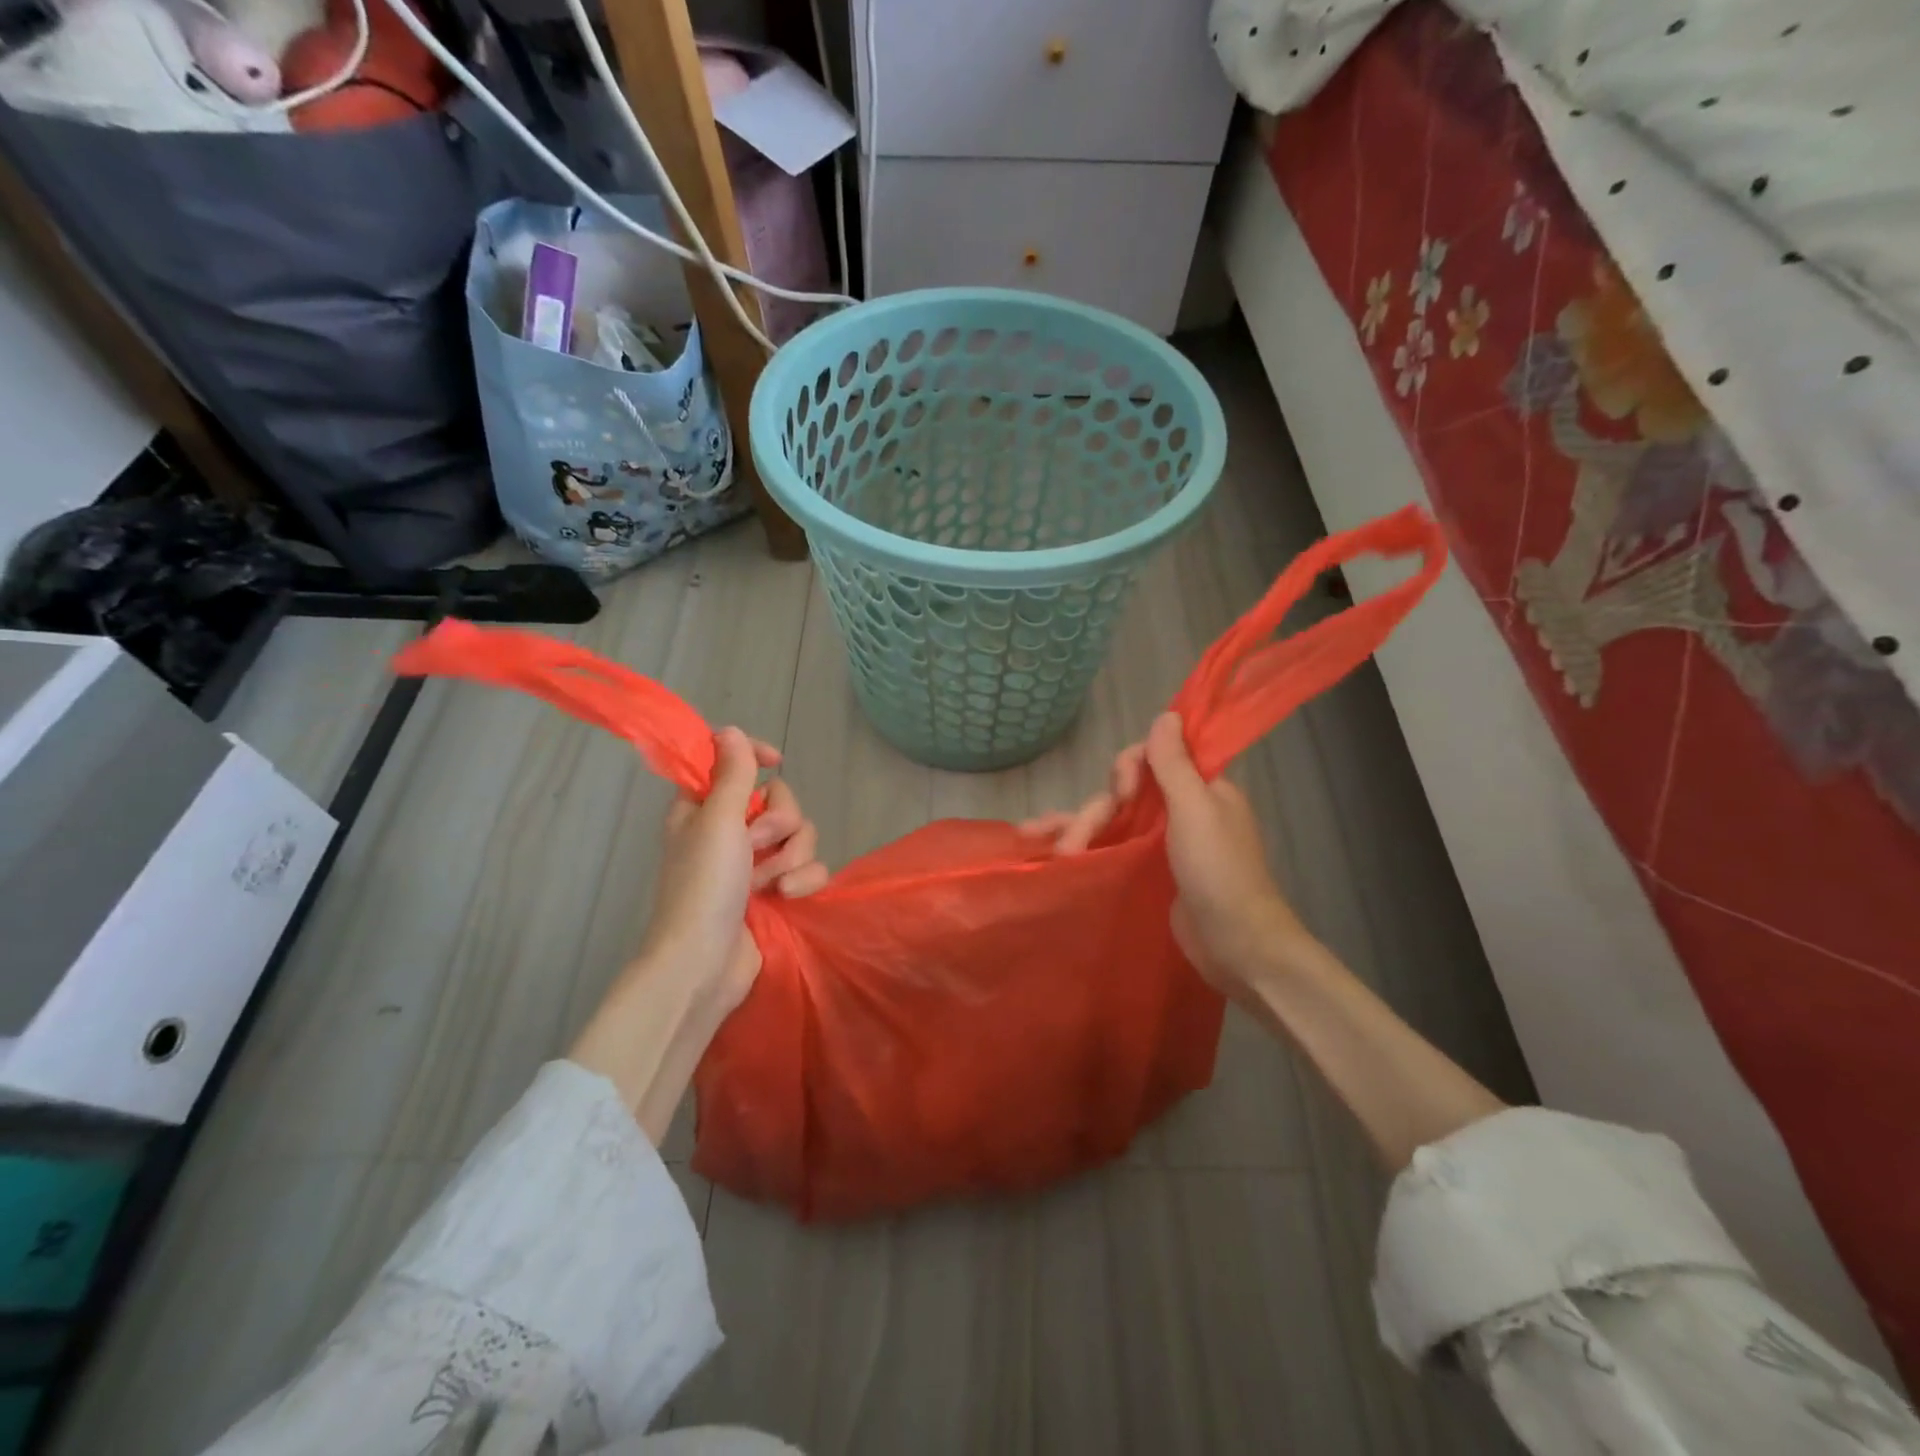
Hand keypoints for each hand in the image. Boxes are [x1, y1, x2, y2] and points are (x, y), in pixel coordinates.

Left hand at [637, 727, 829, 1015]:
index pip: (735, 763)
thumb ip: (733, 773)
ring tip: (771, 883)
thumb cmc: (703, 885)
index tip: (776, 760)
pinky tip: (788, 898)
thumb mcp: (717, 820)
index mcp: (706, 807)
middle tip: (756, 844)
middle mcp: (731, 830)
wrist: (705, 963)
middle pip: (780, 800)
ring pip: (800, 834)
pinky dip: (803, 880)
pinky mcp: (778, 890)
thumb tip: (730, 730)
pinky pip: (810, 867)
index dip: (757, 756)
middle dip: (779, 823)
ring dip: (791, 857)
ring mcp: (755, 863)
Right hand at [1022, 712, 1310, 998]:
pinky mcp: (1150, 870)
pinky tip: (1054, 851)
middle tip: (1071, 844)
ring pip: (1114, 820)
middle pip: (1125, 793)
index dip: (1127, 768)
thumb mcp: (1195, 809)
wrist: (1237, 945)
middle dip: (1094, 812)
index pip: (1153, 757)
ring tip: (1053, 852)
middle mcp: (1181, 808)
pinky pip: (1114, 846)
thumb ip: (1175, 763)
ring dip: (1081, 829)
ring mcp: (1164, 842)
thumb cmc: (1219, 871)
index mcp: (1201, 788)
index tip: (1120, 791)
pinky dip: (1087, 845)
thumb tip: (1166, 714)